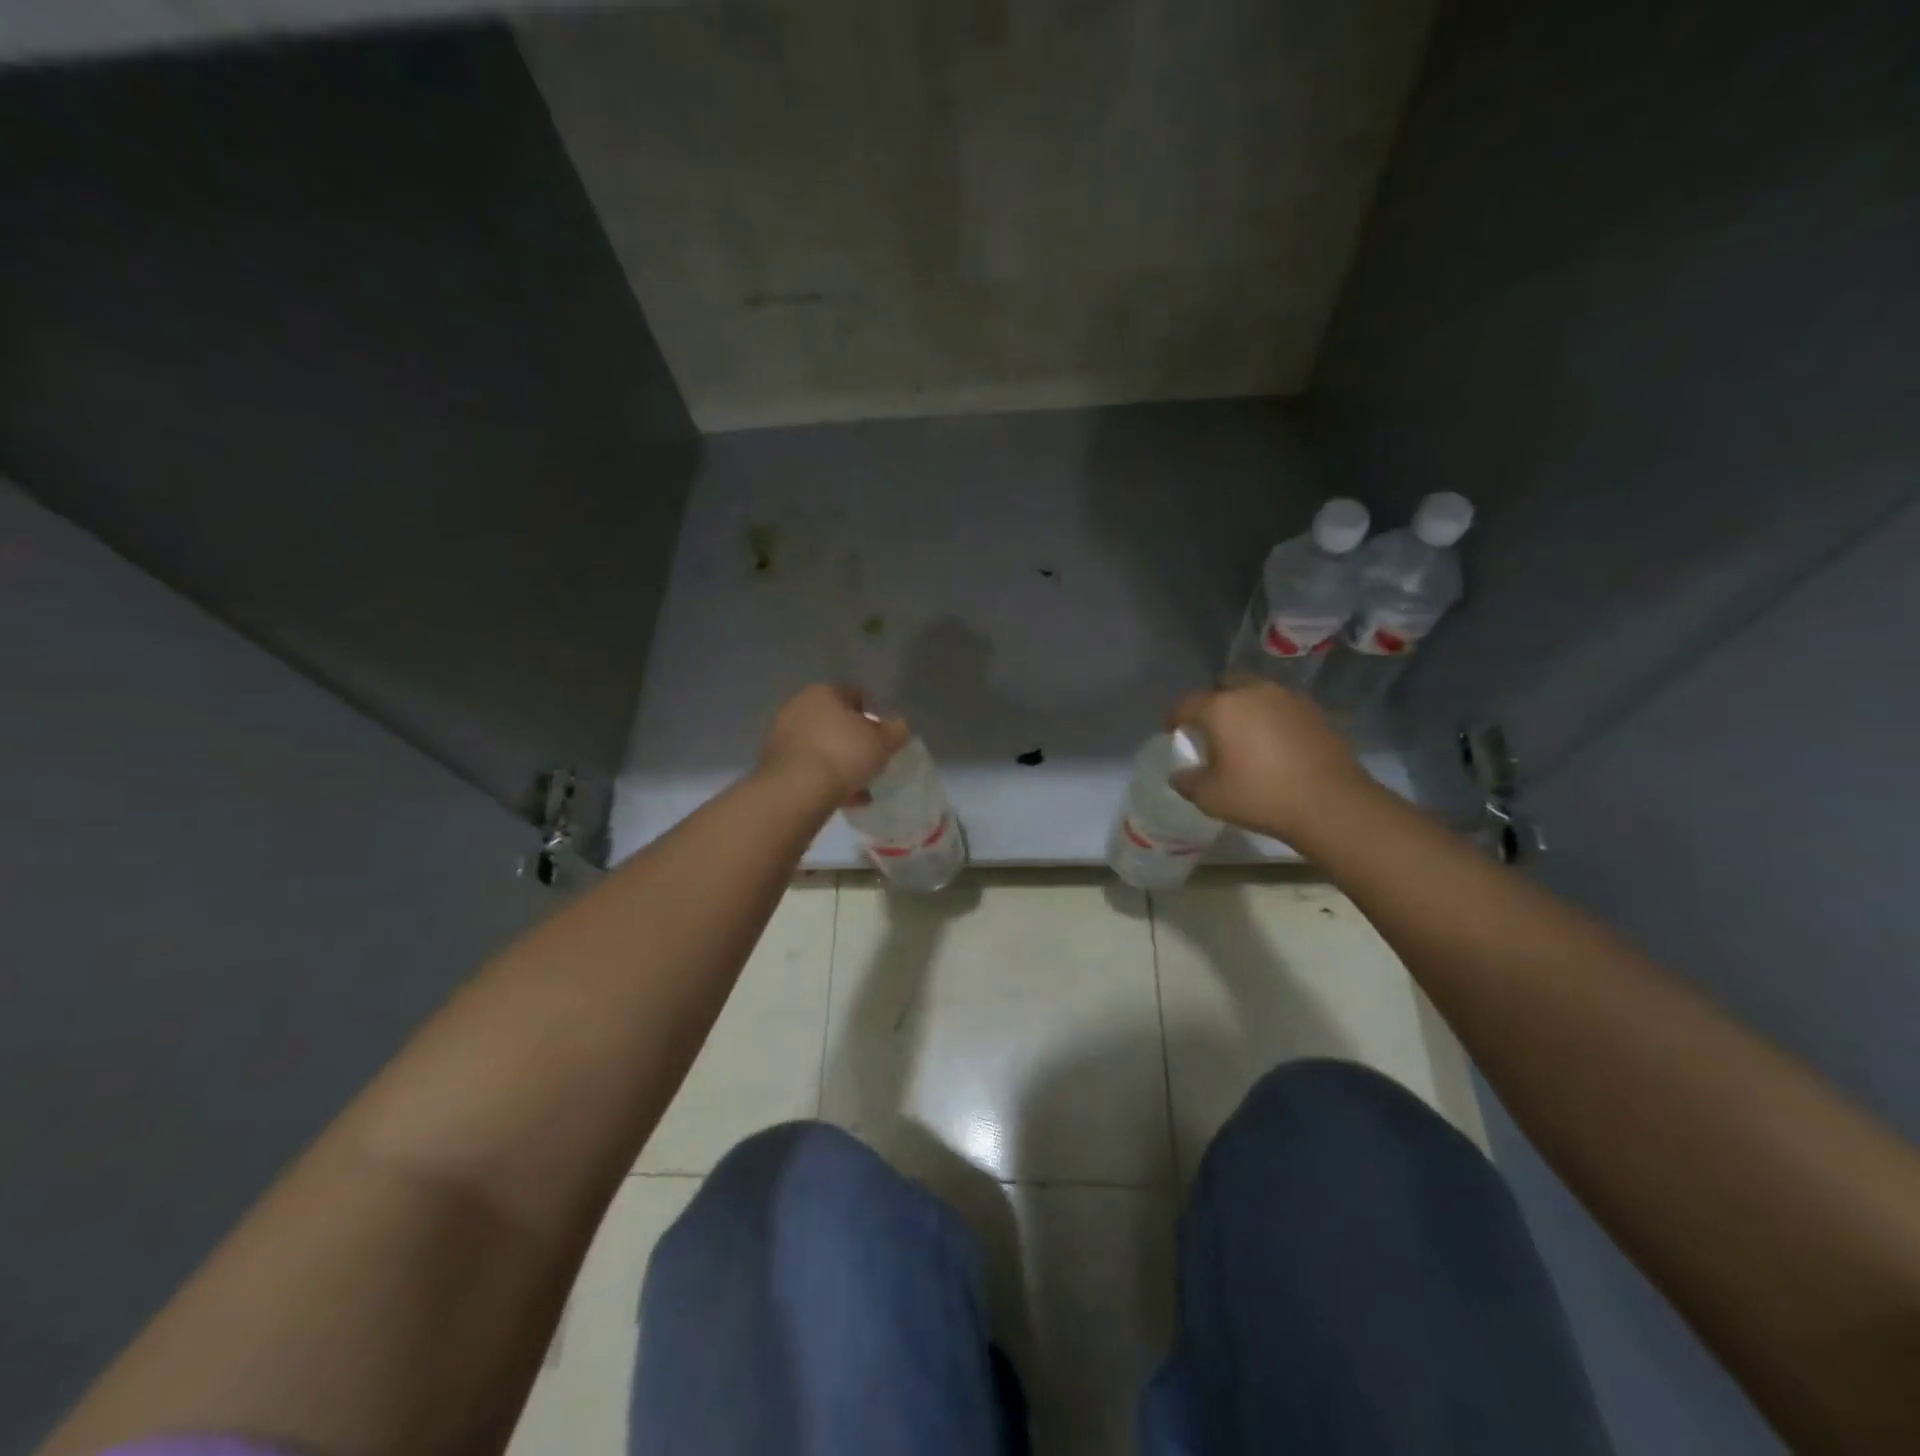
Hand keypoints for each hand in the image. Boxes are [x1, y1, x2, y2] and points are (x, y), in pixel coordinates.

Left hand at [759, 685, 910, 806]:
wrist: (796, 790)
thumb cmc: (844, 754)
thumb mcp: (883, 741)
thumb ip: (896, 730)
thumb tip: (898, 726)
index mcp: (823, 692)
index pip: (855, 695)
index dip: (873, 714)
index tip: (884, 736)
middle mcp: (797, 707)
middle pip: (835, 722)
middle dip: (854, 740)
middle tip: (871, 759)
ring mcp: (782, 736)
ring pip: (821, 747)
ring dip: (839, 763)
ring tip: (860, 786)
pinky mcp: (773, 765)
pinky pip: (808, 768)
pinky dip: (825, 779)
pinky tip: (843, 799)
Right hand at [1168, 678, 1377, 842]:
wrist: (1331, 803)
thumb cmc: (1261, 796)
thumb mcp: (1210, 797)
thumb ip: (1187, 781)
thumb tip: (1181, 774)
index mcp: (1220, 707)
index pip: (1185, 703)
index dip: (1174, 718)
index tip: (1174, 733)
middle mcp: (1253, 691)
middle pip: (1223, 686)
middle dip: (1213, 703)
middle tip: (1212, 731)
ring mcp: (1287, 697)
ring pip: (1255, 693)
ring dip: (1245, 708)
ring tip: (1246, 736)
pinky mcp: (1314, 710)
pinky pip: (1281, 707)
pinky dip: (1271, 718)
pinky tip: (1275, 744)